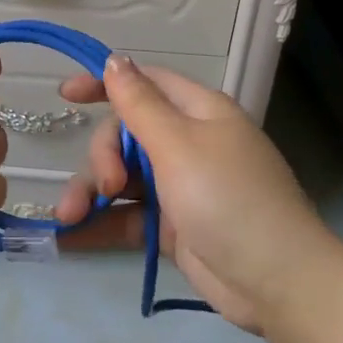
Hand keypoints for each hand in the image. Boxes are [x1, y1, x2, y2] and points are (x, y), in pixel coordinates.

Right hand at [52, 57, 336, 334]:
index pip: (144, 84)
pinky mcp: (173, 226)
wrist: (277, 282)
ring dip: (91, 193)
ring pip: (122, 177)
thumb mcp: (178, 145)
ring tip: (68, 217)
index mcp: (198, 112)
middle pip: (126, 134)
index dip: (104, 84)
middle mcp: (188, 143)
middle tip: (106, 185)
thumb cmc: (228, 198)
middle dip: (102, 156)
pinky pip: (127, 215)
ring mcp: (180, 187)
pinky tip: (68, 237)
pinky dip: (100, 223)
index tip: (65, 95)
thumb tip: (115, 60)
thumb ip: (139, 104)